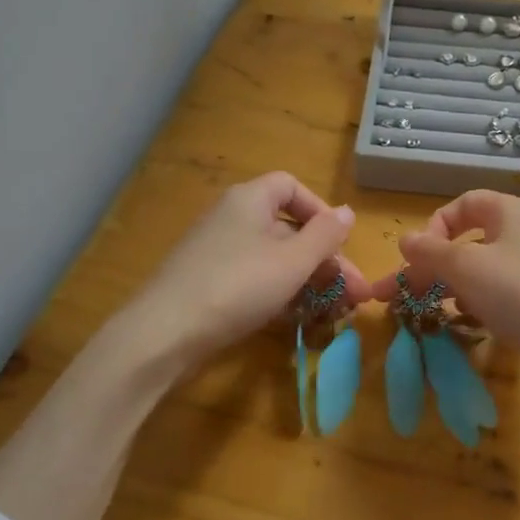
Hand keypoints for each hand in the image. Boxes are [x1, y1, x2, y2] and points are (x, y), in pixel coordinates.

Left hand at [121, 172, 369, 369]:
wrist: (165, 332)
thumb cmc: (238, 286)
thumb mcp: (292, 261)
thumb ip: (325, 235)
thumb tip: (347, 211)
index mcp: (250, 200)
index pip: (291, 187)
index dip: (321, 211)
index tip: (341, 243)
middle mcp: (231, 218)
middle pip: (287, 228)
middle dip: (324, 260)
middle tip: (354, 294)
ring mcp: (216, 252)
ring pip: (272, 258)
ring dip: (306, 281)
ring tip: (335, 311)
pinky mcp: (207, 283)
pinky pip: (252, 279)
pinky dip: (278, 294)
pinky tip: (296, 319)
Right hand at [371, 191, 519, 384]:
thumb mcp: (466, 268)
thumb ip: (430, 252)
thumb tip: (406, 240)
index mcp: (511, 211)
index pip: (463, 204)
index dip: (434, 227)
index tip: (416, 258)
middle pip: (470, 241)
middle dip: (433, 267)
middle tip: (401, 296)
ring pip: (486, 270)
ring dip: (455, 287)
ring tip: (434, 311)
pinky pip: (506, 293)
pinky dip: (483, 303)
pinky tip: (473, 323)